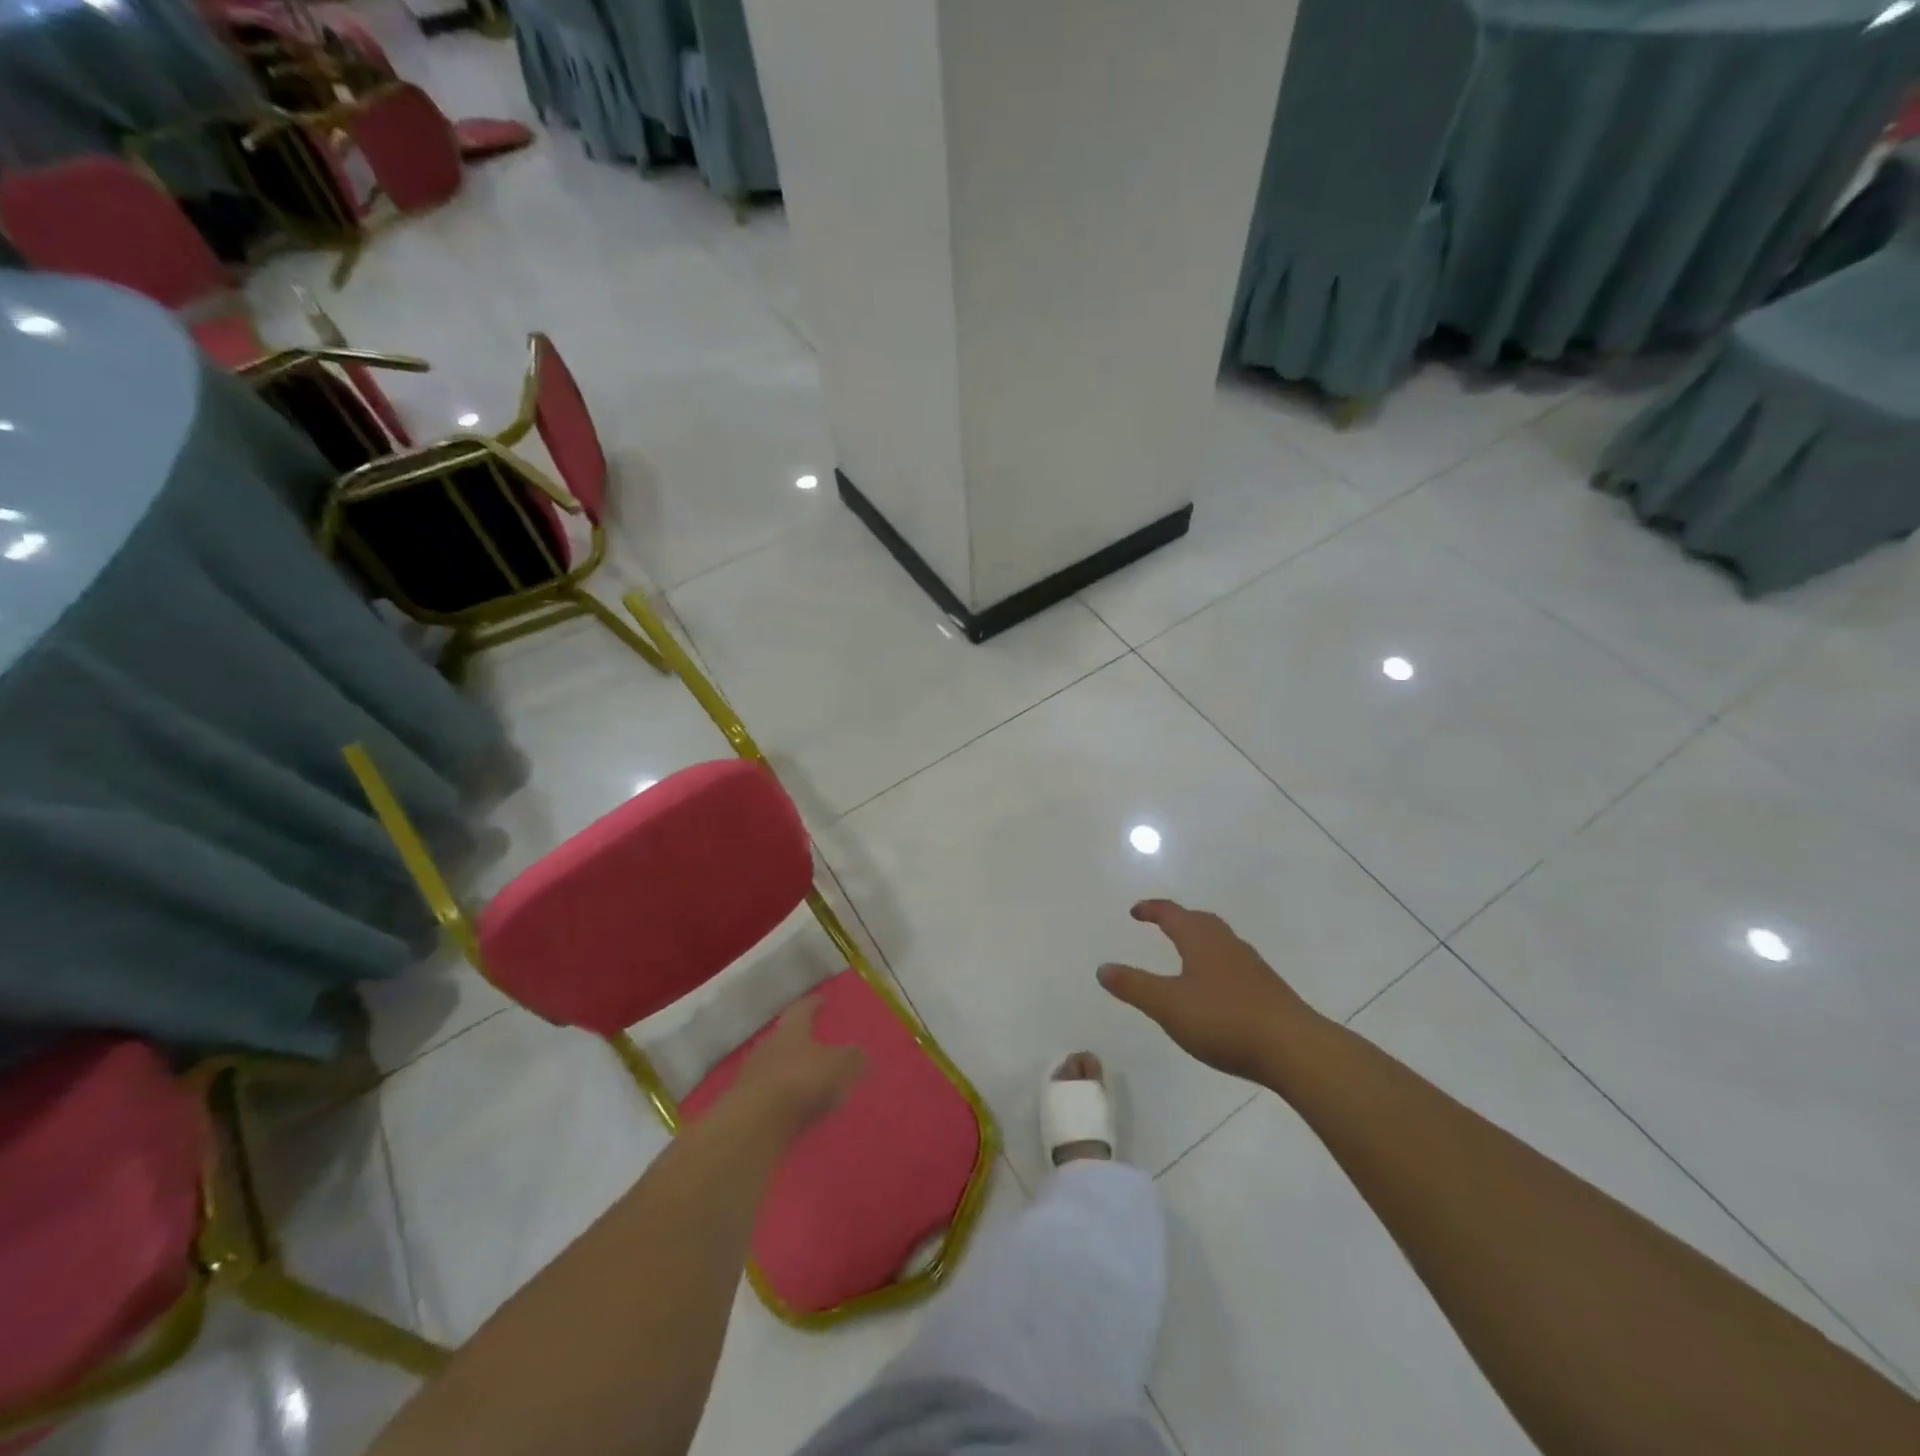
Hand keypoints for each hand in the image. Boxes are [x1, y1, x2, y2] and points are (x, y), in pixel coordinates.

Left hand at [727, 996, 866, 1136]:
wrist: (754, 1124)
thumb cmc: (801, 1081)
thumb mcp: (838, 1066)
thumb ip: (852, 1058)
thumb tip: (862, 1051)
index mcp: (791, 1029)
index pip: (802, 1009)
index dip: (814, 1004)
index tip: (822, 999)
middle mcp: (770, 1046)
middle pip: (787, 1037)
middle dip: (803, 1039)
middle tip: (818, 1040)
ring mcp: (755, 1075)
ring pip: (778, 1065)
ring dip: (794, 1070)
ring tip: (812, 1078)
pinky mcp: (748, 1104)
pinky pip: (773, 1093)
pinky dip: (787, 1096)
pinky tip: (800, 1106)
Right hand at [1099, 899, 1322, 1081]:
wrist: (1294, 1048)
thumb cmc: (1223, 1019)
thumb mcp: (1168, 1005)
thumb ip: (1134, 986)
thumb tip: (1102, 968)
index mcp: (1200, 939)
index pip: (1172, 914)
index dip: (1152, 910)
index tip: (1136, 911)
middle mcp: (1227, 944)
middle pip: (1199, 921)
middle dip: (1178, 919)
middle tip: (1160, 924)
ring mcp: (1251, 966)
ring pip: (1219, 941)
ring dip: (1199, 940)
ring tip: (1185, 953)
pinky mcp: (1266, 989)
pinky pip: (1233, 963)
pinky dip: (1215, 963)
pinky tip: (1214, 988)